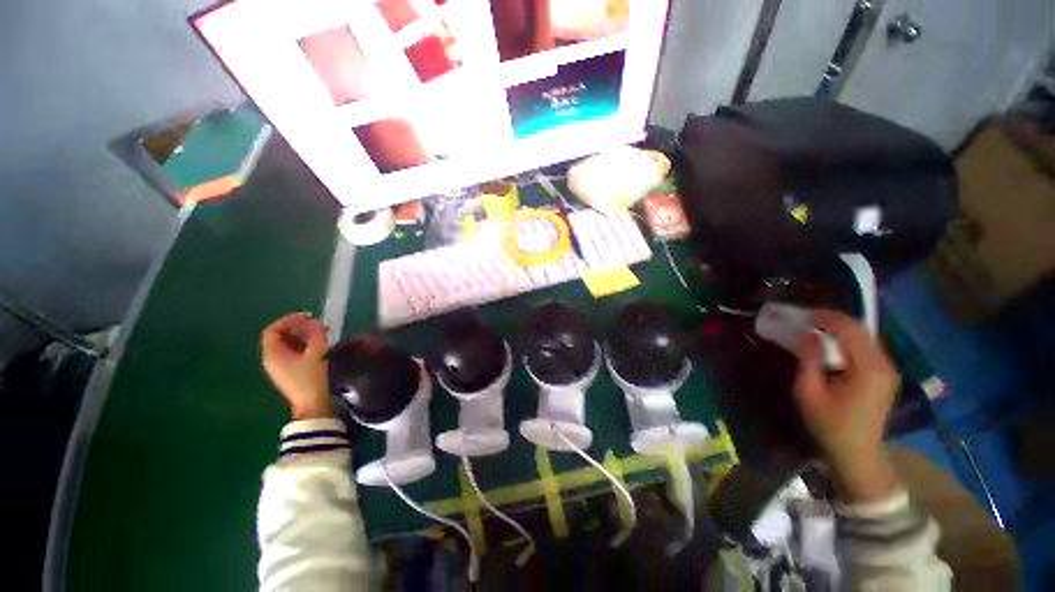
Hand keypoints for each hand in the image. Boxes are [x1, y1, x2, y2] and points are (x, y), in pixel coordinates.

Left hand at [261, 312, 332, 420]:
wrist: (311, 403)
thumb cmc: (310, 378)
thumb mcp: (316, 353)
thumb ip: (316, 335)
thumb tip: (317, 323)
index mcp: (273, 354)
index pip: (274, 330)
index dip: (289, 319)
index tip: (308, 316)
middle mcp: (271, 358)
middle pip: (280, 335)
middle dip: (298, 327)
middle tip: (317, 324)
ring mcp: (279, 366)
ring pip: (287, 343)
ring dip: (302, 335)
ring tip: (320, 333)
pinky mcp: (288, 371)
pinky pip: (292, 351)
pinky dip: (303, 344)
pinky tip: (317, 345)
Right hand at [794, 310, 901, 502]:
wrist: (857, 453)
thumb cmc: (829, 424)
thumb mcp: (809, 392)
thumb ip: (809, 360)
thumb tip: (807, 334)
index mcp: (868, 369)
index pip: (850, 330)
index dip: (826, 317)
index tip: (803, 313)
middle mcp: (884, 365)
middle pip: (860, 330)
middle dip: (832, 320)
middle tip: (806, 318)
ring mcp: (887, 370)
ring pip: (865, 337)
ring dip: (840, 329)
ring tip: (815, 328)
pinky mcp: (884, 375)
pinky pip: (866, 348)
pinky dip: (847, 340)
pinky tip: (831, 344)